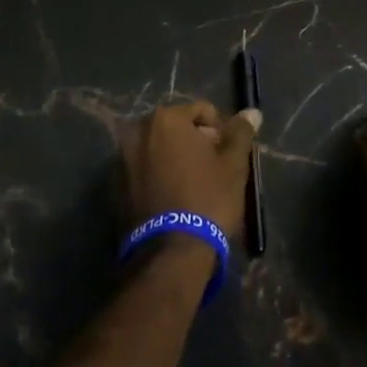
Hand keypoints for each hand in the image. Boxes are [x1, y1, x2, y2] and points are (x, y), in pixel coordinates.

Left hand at [121, 101, 261, 246]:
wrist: (170, 255)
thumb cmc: (207, 199)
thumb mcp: (233, 164)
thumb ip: (240, 133)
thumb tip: (252, 112)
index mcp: (165, 119)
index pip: (200, 111)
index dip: (220, 129)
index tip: (229, 153)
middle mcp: (138, 132)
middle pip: (176, 128)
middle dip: (195, 143)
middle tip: (213, 169)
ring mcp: (121, 160)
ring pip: (158, 150)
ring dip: (175, 160)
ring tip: (194, 186)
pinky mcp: (114, 189)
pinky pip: (143, 172)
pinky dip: (158, 177)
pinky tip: (174, 199)